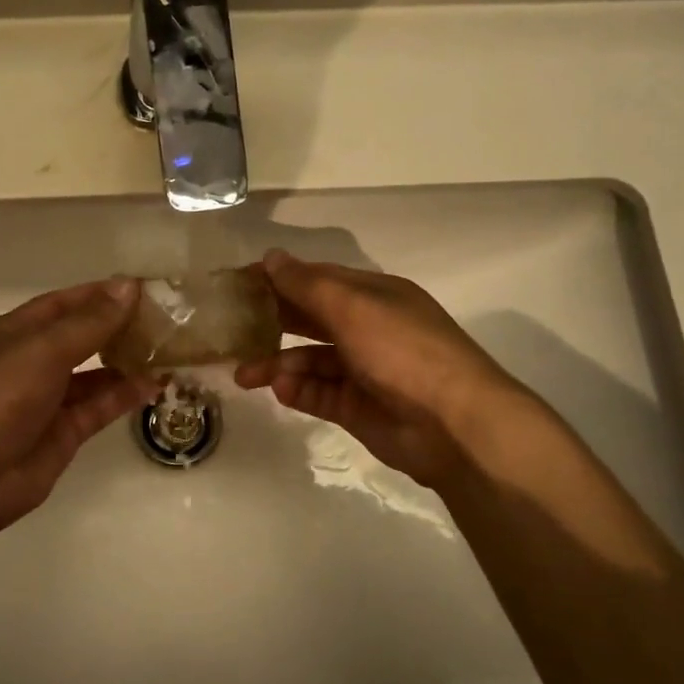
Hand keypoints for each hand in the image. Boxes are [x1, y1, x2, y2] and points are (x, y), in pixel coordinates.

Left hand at [0, 278, 153, 537]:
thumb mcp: (44, 349)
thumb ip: (90, 322)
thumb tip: (129, 287)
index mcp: (16, 332)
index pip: (64, 304)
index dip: (100, 294)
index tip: (143, 288)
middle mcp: (32, 361)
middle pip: (81, 336)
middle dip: (118, 327)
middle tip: (165, 319)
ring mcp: (48, 399)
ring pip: (95, 373)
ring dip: (127, 361)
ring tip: (168, 350)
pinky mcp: (64, 433)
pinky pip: (100, 406)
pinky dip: (126, 395)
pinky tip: (156, 384)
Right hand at [234, 249, 536, 487]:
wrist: (454, 425)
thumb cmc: (403, 352)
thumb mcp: (353, 308)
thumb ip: (307, 284)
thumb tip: (271, 258)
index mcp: (373, 296)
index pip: (317, 279)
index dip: (278, 279)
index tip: (237, 283)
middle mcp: (368, 328)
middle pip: (310, 319)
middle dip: (271, 322)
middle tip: (229, 328)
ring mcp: (363, 370)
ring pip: (309, 360)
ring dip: (277, 363)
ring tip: (244, 374)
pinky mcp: (357, 407)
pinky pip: (319, 393)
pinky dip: (298, 390)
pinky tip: (280, 390)